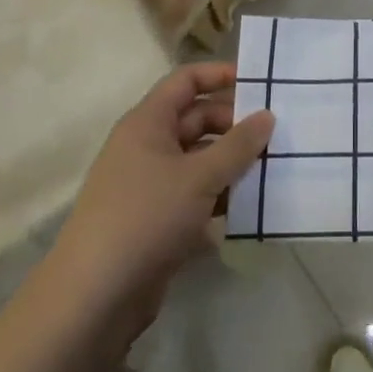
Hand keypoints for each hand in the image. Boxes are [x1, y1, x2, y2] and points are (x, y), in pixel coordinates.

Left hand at [48, 63, 272, 334]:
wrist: (95, 296)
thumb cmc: (146, 217)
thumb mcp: (199, 176)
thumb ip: (238, 145)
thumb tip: (268, 115)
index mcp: (147, 123)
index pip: (185, 81)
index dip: (220, 75)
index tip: (259, 82)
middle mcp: (147, 146)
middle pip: (196, 119)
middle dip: (235, 124)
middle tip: (277, 134)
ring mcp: (150, 184)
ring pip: (199, 159)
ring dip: (232, 162)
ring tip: (274, 167)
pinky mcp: (157, 219)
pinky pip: (196, 193)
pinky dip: (221, 194)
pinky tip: (252, 205)